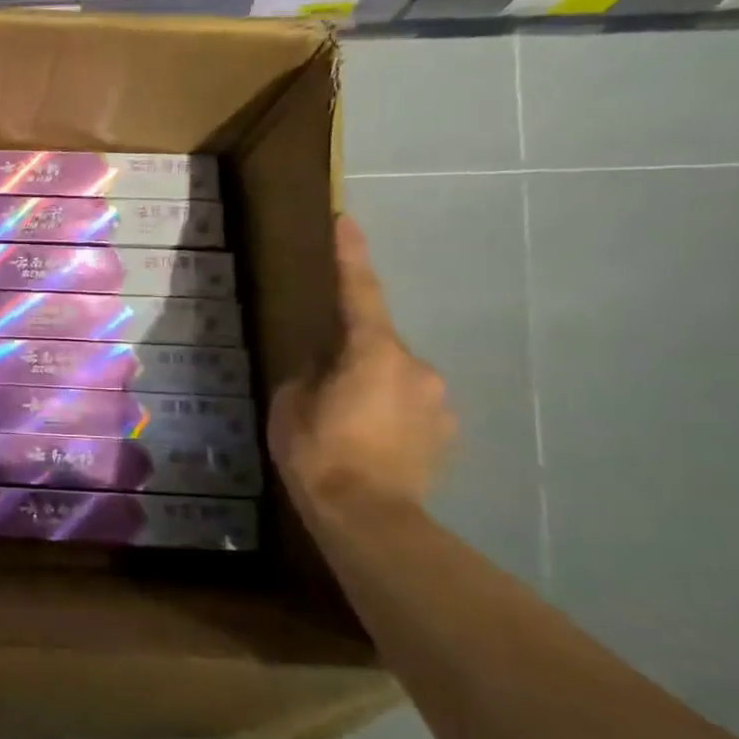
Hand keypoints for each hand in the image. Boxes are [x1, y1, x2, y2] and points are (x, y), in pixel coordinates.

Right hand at [270, 215, 455, 520]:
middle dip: (353, 357)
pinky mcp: (447, 433)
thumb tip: (323, 366)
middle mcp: (417, 367)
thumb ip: (307, 373)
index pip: (360, 292)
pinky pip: (411, 408)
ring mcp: (438, 401)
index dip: (352, 255)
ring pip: (396, 379)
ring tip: (345, 425)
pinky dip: (389, 415)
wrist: (370, 518)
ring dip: (372, 389)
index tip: (348, 220)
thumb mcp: (291, 405)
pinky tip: (369, 444)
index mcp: (374, 352)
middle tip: (323, 388)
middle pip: (378, 345)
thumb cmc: (320, 453)